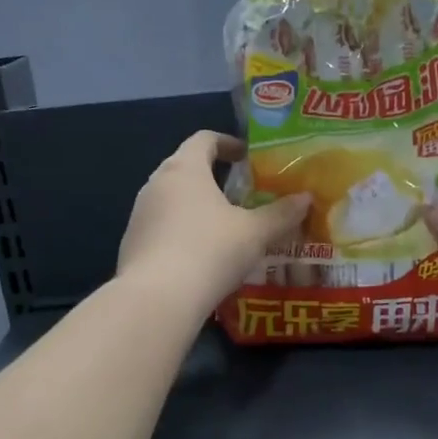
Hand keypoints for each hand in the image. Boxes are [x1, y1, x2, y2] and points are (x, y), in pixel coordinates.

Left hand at [117, 132, 310, 312]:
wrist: (157, 299)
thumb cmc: (210, 251)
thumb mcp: (255, 233)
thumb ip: (281, 214)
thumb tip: (305, 198)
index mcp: (185, 168)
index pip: (204, 139)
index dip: (228, 143)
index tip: (248, 158)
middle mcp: (156, 183)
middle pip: (186, 167)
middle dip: (214, 177)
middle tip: (242, 194)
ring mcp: (140, 213)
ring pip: (172, 199)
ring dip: (197, 206)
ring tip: (224, 227)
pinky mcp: (131, 243)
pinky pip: (162, 227)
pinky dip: (182, 232)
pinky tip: (200, 256)